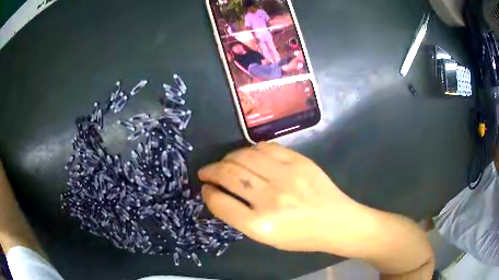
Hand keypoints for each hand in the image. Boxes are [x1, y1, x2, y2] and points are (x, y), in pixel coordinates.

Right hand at [199, 143, 367, 253]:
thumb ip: (240, 216)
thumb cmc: (300, 236)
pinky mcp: (299, 161)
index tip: (205, 188)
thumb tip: (218, 193)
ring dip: (227, 158)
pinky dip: (250, 150)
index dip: (207, 193)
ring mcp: (287, 176)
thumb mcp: (266, 237)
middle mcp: (271, 198)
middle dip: (211, 170)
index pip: (220, 202)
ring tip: (225, 163)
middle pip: (228, 174)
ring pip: (243, 156)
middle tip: (207, 172)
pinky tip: (248, 156)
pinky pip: (265, 147)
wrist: (336, 222)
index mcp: (260, 225)